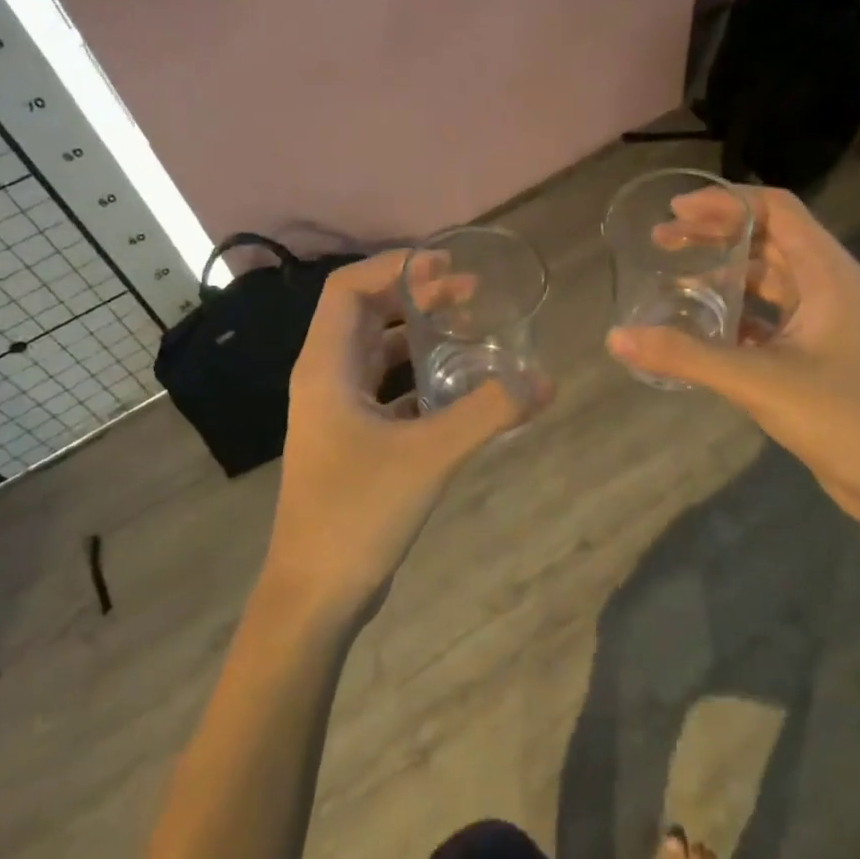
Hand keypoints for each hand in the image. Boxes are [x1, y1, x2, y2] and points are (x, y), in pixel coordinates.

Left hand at [266, 251, 535, 623]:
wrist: (315, 594)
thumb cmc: (357, 513)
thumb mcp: (429, 456)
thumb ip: (488, 413)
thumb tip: (544, 380)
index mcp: (325, 367)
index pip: (348, 289)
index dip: (394, 267)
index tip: (445, 264)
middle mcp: (325, 379)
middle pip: (366, 313)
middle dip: (415, 294)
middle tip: (470, 291)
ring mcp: (336, 411)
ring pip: (378, 351)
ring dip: (419, 333)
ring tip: (469, 326)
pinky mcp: (353, 439)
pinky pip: (387, 388)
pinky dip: (420, 375)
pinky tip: (460, 385)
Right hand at [607, 186, 859, 532]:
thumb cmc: (842, 417)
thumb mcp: (757, 380)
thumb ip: (685, 356)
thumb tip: (616, 337)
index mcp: (827, 272)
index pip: (775, 209)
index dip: (724, 202)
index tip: (674, 210)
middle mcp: (828, 285)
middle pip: (767, 238)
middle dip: (714, 233)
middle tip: (661, 241)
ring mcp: (823, 320)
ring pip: (767, 278)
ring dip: (723, 272)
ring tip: (673, 280)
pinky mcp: (815, 352)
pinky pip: (768, 315)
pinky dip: (734, 311)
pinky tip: (701, 327)